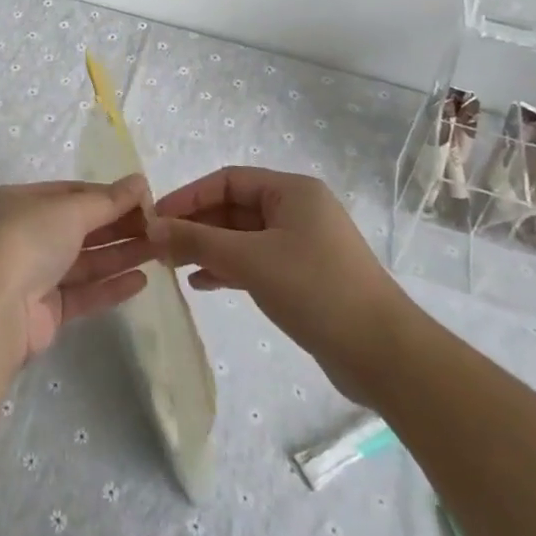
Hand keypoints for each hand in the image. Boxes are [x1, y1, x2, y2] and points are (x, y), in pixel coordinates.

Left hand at [0, 176, 155, 363]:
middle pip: (79, 227)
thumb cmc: (27, 240)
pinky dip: (110, 286)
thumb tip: (140, 181)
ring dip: (120, 254)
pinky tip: (141, 281)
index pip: (69, 193)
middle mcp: (23, 235)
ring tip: (160, 251)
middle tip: (159, 226)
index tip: (143, 199)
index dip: (106, 195)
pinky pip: (82, 293)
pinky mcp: (45, 311)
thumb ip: (107, 200)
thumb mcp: (69, 209)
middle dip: (118, 226)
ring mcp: (33, 274)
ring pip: (84, 261)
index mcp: (19, 202)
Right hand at [148, 166, 409, 402]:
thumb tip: (151, 227)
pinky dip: (229, 269)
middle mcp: (298, 210)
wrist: (384, 355)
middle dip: (195, 226)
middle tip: (159, 247)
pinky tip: (202, 283)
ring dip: (208, 248)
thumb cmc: (316, 289)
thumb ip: (197, 240)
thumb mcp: (249, 260)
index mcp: (292, 191)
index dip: (188, 196)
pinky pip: (256, 261)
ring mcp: (303, 244)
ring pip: (242, 237)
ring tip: (173, 266)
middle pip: (233, 208)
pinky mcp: (304, 276)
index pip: (227, 180)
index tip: (155, 218)